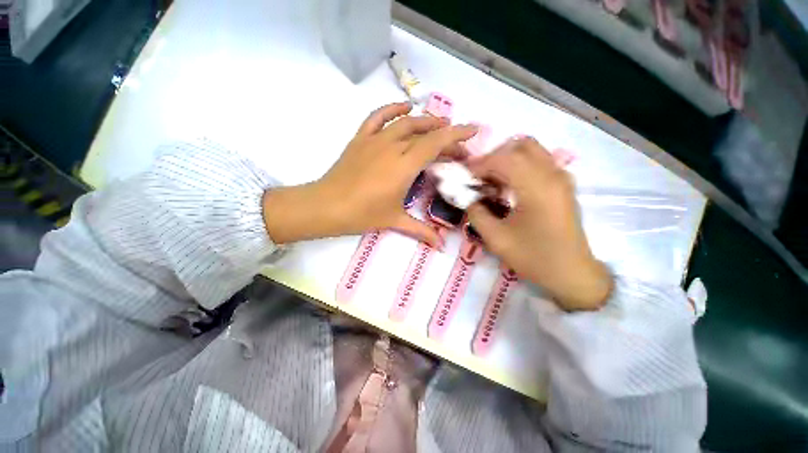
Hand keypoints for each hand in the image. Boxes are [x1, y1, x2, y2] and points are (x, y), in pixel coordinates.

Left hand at [263, 102, 476, 246]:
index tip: (473, 130)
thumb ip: (422, 231)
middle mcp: (393, 147)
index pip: (436, 144)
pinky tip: (405, 108)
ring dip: (425, 121)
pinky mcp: (361, 138)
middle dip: (445, 135)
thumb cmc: (363, 214)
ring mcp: (375, 140)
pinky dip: (393, 109)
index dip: (457, 135)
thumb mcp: (395, 221)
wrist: (327, 206)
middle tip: (456, 146)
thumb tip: (441, 246)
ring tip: (439, 125)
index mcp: (404, 166)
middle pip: (425, 133)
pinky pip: (378, 117)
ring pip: (406, 122)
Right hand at [466, 137, 612, 310]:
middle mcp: (552, 174)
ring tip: (490, 182)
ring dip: (506, 160)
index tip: (463, 177)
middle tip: (478, 177)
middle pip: (519, 146)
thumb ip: (476, 212)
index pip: (503, 158)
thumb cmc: (534, 257)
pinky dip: (519, 166)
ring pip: (530, 151)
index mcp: (537, 187)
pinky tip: (508, 187)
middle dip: (493, 157)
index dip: (479, 164)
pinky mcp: (563, 185)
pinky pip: (538, 162)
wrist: (572, 273)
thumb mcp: (496, 238)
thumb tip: (466, 196)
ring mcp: (561, 177)